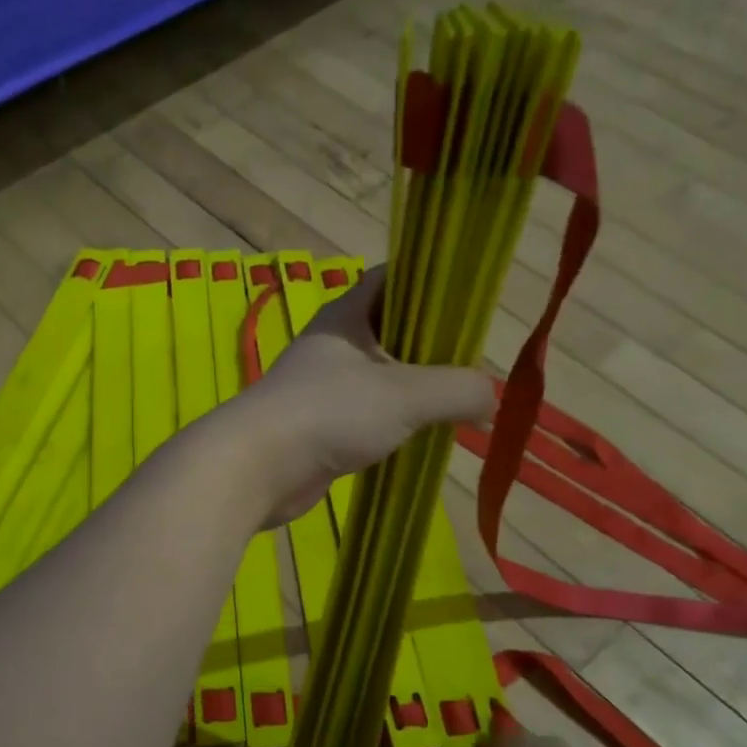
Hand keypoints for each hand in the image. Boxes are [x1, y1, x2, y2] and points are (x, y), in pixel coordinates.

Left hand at [228, 265, 495, 525]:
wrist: (256, 468)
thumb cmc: (329, 413)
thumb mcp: (405, 394)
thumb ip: (457, 390)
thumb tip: (490, 400)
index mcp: (347, 315)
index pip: (394, 278)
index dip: (433, 281)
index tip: (470, 302)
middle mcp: (334, 344)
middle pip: (393, 329)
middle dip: (432, 344)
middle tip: (472, 364)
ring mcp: (324, 387)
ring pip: (381, 376)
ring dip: (415, 389)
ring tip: (457, 404)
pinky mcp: (320, 426)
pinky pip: (368, 413)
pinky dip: (395, 421)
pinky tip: (420, 437)